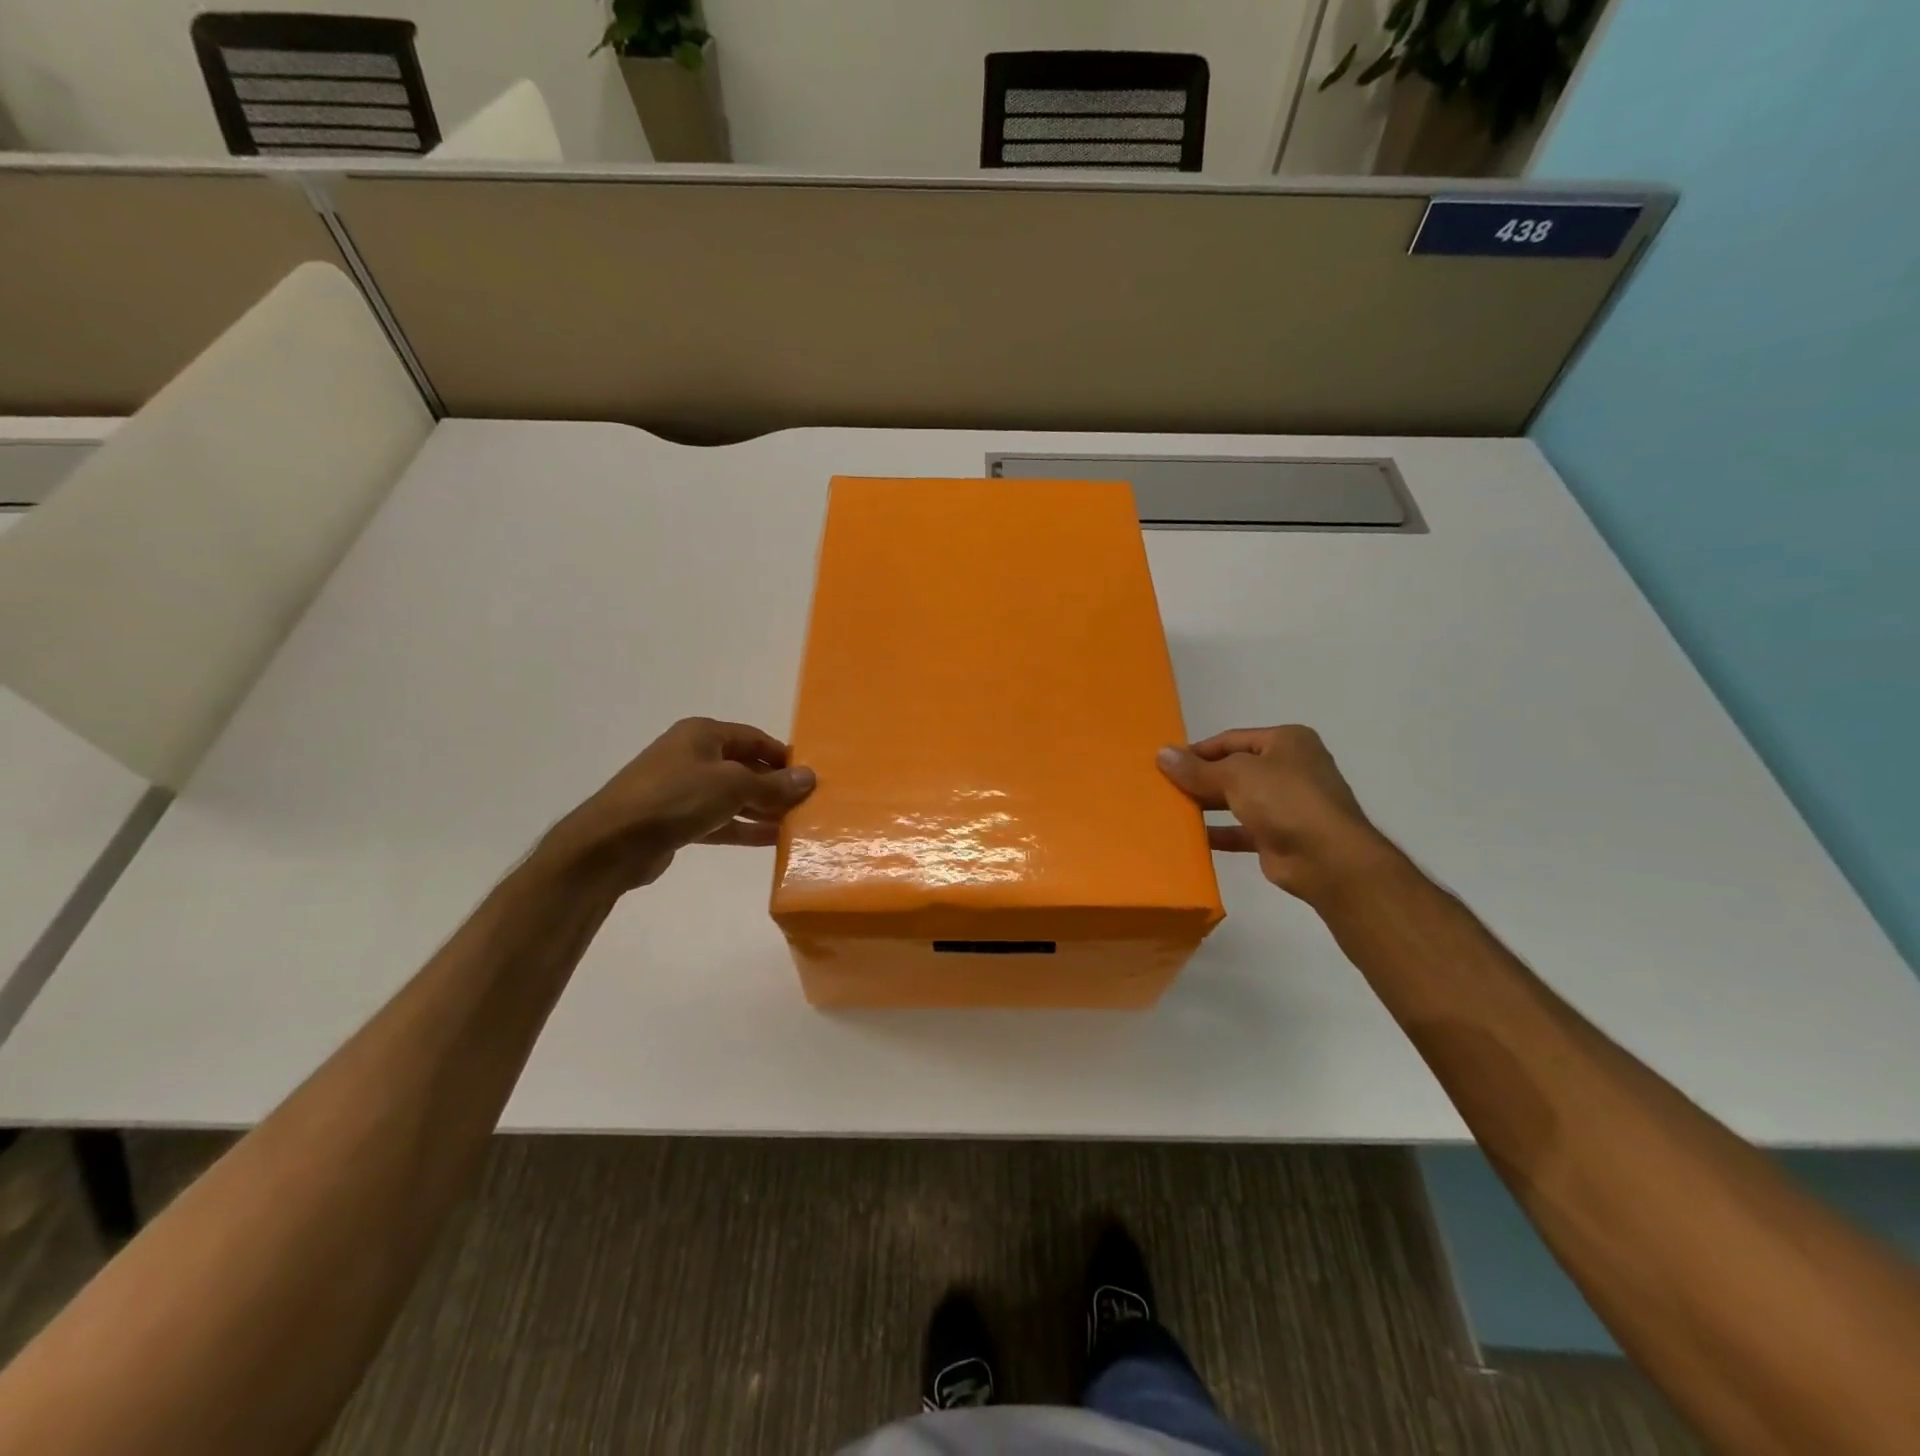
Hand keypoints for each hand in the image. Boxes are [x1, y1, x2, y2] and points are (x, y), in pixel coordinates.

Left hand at [541, 717, 815, 892]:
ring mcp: (682, 789)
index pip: (754, 738)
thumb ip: (772, 784)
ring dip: (762, 809)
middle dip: (775, 785)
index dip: (782, 756)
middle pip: (744, 767)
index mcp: (703, 734)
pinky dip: (743, 828)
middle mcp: (692, 756)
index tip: (810, 776)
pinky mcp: (677, 820)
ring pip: (733, 796)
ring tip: (796, 824)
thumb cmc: (675, 799)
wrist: (611, 843)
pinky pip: (719, 819)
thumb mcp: (732, 786)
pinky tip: (771, 840)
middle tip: (808, 803)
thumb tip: (808, 777)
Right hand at [1157, 726, 1391, 901]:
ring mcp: (1287, 804)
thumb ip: (1197, 768)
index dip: (1198, 751)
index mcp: (1286, 742)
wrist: (1327, 859)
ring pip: (1236, 800)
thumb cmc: (1285, 800)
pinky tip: (1191, 838)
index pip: (1231, 740)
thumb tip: (1162, 753)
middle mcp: (1289, 768)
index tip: (1166, 763)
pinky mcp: (1279, 836)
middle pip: (1234, 769)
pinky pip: (1241, 830)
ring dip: (1207, 805)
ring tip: (1171, 810)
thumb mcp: (1235, 775)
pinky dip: (1218, 833)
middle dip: (1200, 778)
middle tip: (1164, 787)